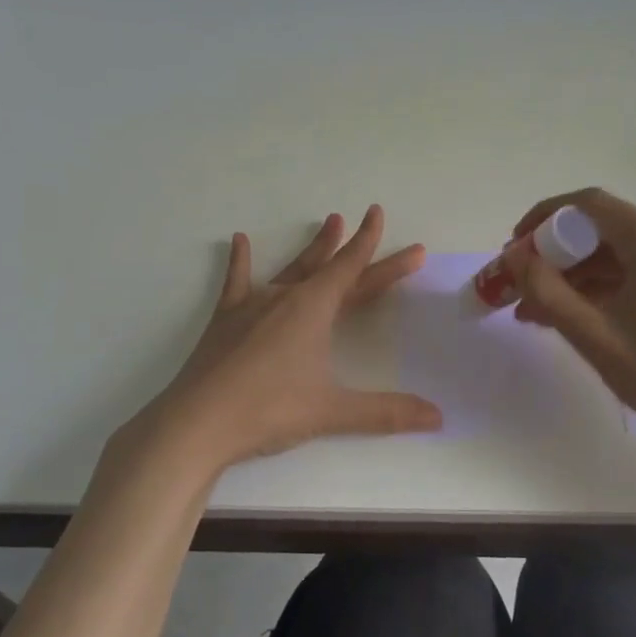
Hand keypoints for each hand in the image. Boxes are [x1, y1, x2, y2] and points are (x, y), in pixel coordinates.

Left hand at [127, 206, 443, 476]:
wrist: (197, 422)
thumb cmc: (269, 410)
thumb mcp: (332, 411)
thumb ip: (386, 412)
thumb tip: (438, 416)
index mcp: (313, 309)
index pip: (352, 268)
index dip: (371, 244)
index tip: (380, 214)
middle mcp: (285, 297)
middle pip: (330, 267)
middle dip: (355, 247)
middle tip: (368, 218)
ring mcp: (252, 305)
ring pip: (291, 268)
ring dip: (313, 247)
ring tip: (329, 221)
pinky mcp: (225, 319)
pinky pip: (236, 282)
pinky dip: (240, 261)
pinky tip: (240, 240)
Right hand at [504, 188, 635, 455]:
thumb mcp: (593, 335)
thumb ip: (546, 290)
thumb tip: (513, 256)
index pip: (590, 205)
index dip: (545, 217)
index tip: (515, 246)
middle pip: (603, 228)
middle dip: (556, 253)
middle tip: (521, 282)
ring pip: (618, 251)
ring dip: (576, 274)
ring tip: (536, 308)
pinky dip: (603, 285)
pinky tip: (572, 312)